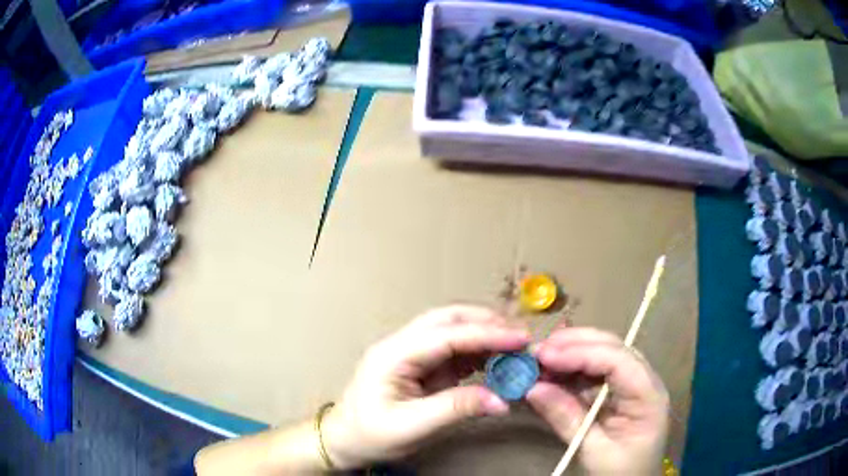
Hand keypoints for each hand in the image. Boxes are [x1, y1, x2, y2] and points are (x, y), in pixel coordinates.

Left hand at [322, 305, 530, 468]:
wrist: (345, 440)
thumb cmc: (370, 435)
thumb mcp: (412, 427)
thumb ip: (457, 409)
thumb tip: (502, 400)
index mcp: (393, 355)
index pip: (446, 335)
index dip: (486, 334)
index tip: (520, 338)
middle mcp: (403, 345)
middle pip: (448, 320)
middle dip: (487, 323)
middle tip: (521, 337)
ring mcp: (412, 354)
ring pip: (454, 331)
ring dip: (486, 336)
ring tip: (516, 348)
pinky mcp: (422, 366)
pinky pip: (455, 352)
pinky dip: (479, 354)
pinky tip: (498, 362)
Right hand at [527, 328, 668, 474]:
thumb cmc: (621, 473)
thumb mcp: (594, 452)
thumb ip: (567, 419)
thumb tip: (533, 388)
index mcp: (648, 394)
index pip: (617, 360)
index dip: (581, 353)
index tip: (544, 356)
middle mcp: (643, 381)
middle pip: (613, 348)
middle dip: (575, 345)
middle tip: (538, 350)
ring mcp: (631, 385)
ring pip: (603, 355)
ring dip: (571, 354)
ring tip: (540, 360)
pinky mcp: (617, 394)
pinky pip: (595, 374)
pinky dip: (572, 371)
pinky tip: (552, 373)